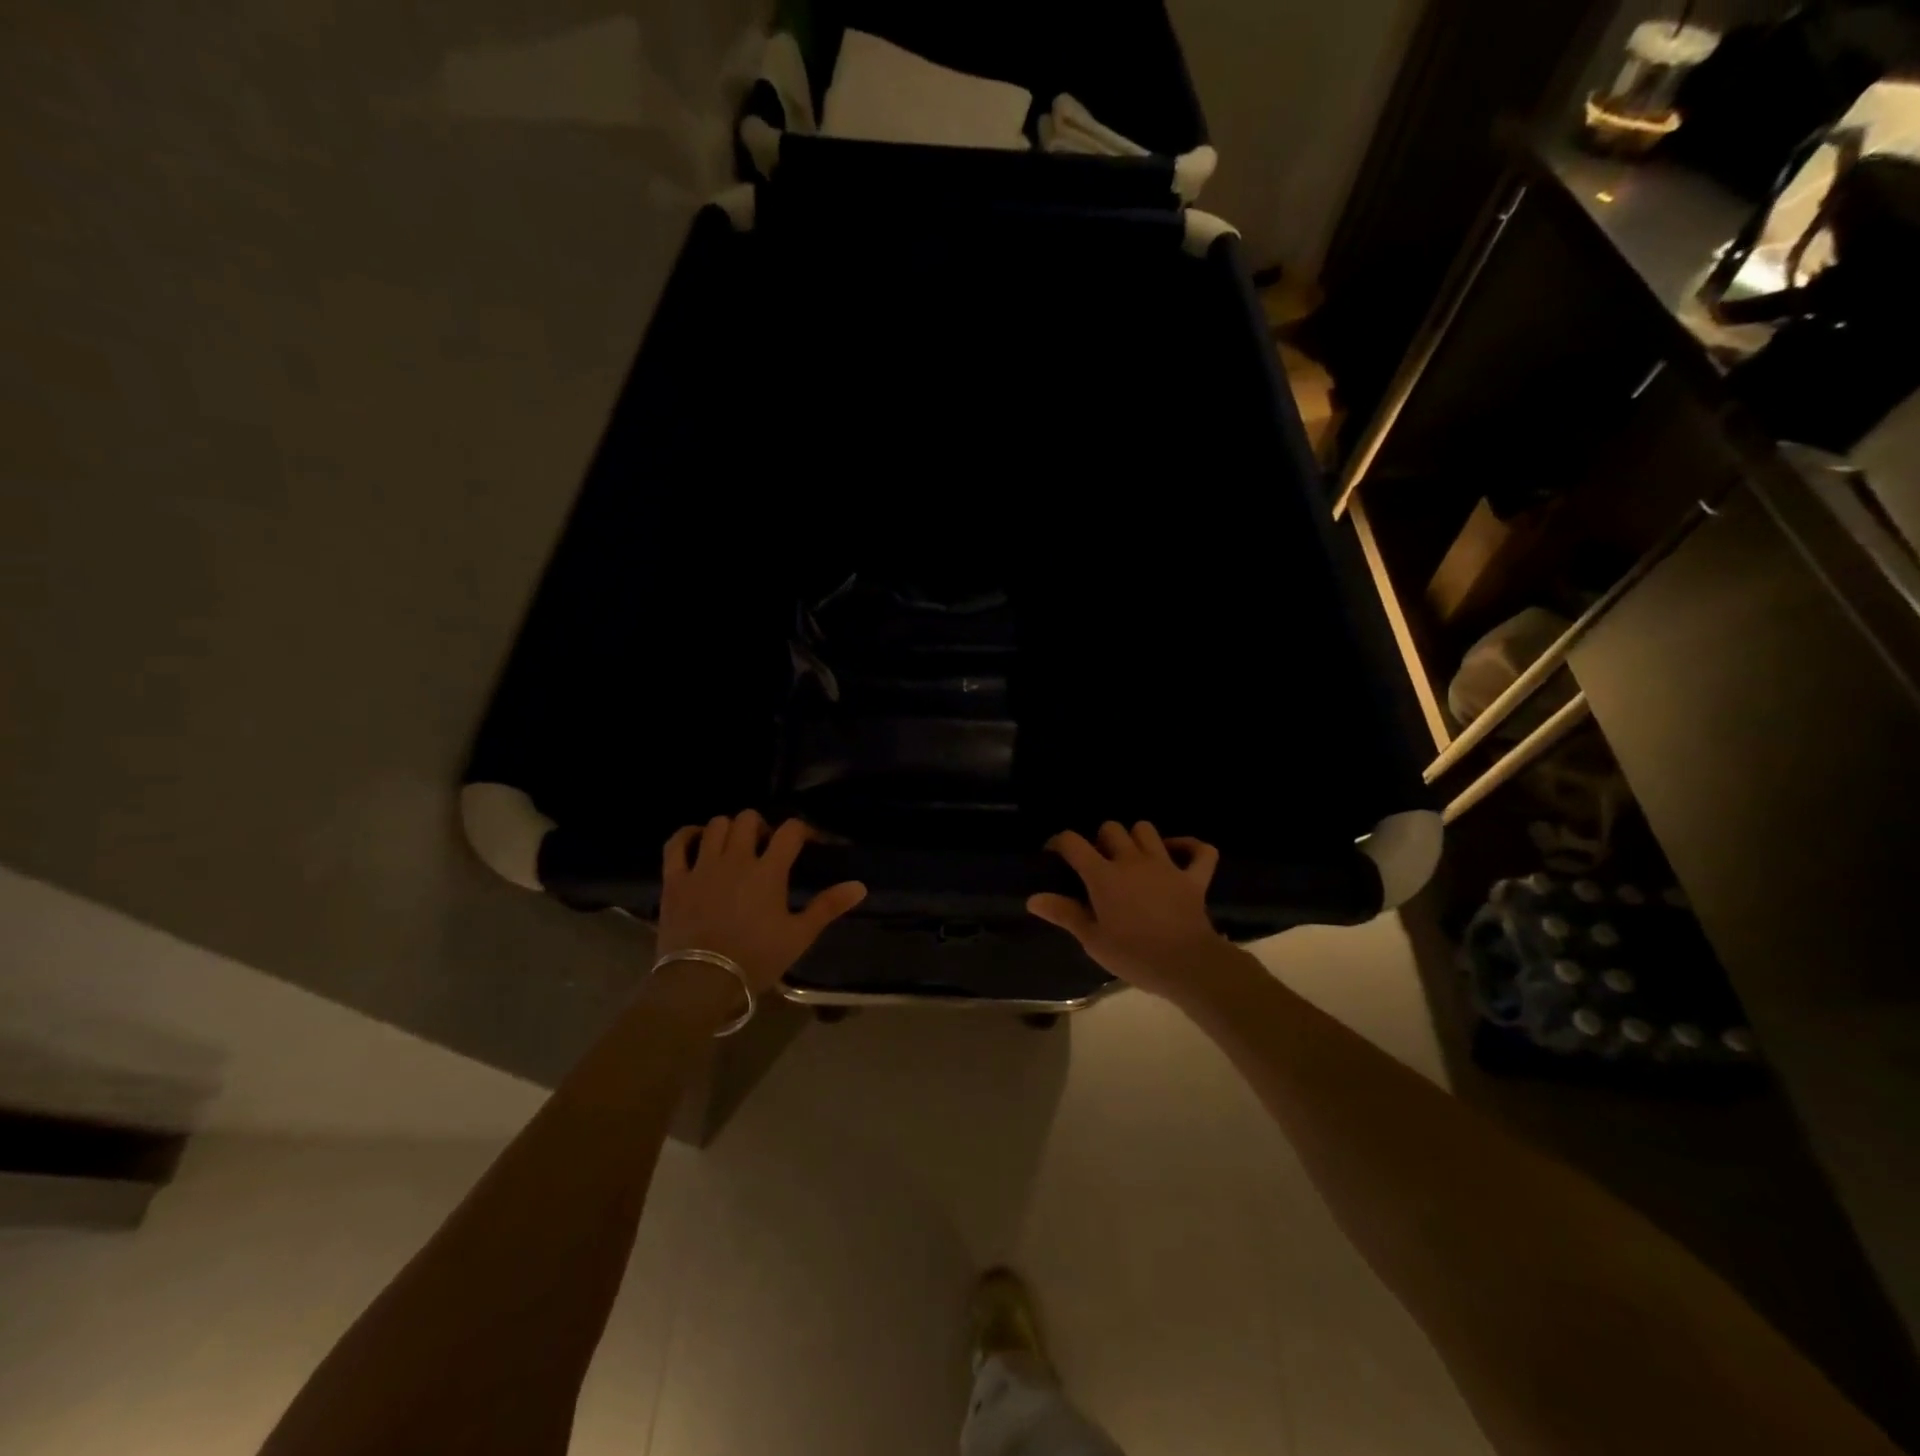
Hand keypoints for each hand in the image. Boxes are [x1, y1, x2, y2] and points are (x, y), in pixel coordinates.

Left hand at [657, 812, 865, 993]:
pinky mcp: (675, 879)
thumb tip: (860, 886)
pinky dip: (686, 835)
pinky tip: (696, 839)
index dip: (802, 830)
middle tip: (766, 846)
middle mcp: (736, 859)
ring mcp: (702, 866)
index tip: (808, 842)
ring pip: (716, 825)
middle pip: (749, 819)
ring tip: (735, 846)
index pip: (790, 831)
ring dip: (729, 829)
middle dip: (761, 826)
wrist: (701, 981)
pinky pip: (676, 843)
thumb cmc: (755, 959)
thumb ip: (828, 906)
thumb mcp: (798, 936)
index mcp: (769, 871)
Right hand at [1028, 822, 1230, 999]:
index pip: (1073, 842)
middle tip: (1098, 863)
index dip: (1059, 843)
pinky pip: (1200, 850)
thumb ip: (1064, 914)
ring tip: (1132, 858)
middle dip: (1100, 840)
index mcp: (1103, 876)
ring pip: (1147, 830)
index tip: (1055, 856)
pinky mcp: (1194, 878)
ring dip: (1136, 838)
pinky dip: (1190, 847)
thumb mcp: (1092, 940)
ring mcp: (1166, 865)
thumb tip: (1033, 899)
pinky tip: (1178, 854)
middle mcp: (1132, 861)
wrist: (1187, 965)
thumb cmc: (1134, 955)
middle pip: (1111, 829)